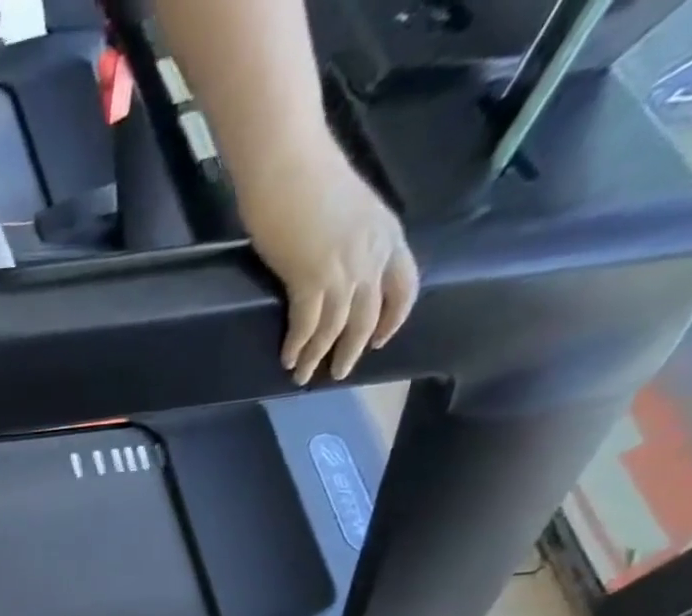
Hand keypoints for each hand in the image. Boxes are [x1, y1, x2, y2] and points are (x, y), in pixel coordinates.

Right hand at [237, 133, 418, 384]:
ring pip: (336, 328)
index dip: (393, 319)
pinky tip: (289, 358)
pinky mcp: (309, 278)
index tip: (379, 340)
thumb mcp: (348, 211)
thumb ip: (352, 241)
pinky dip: (299, 345)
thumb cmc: (310, 178)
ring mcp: (342, 269)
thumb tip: (336, 269)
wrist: (288, 164)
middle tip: (337, 372)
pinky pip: (308, 324)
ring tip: (303, 375)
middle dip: (352, 350)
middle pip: (367, 316)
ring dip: (319, 355)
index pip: (404, 288)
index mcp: (387, 236)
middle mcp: (371, 256)